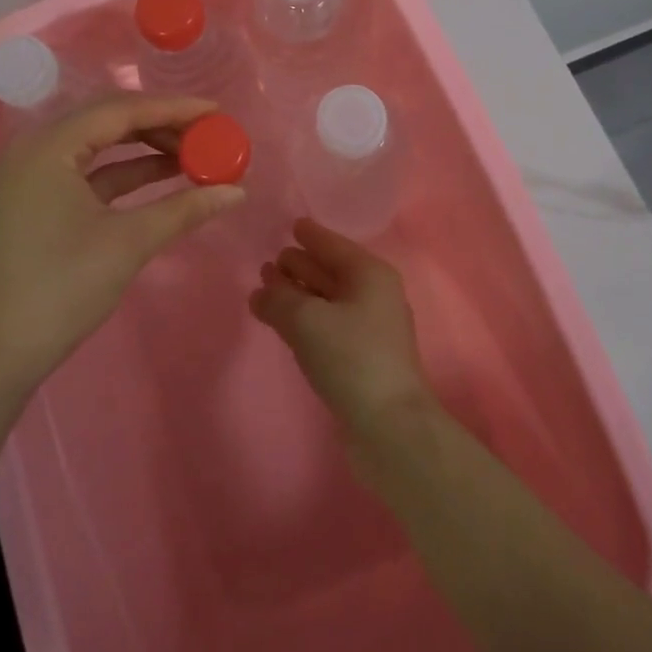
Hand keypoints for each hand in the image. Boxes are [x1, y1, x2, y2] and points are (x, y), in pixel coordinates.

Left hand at [0, 92, 244, 390]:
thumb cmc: (62, 287)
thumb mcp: (129, 242)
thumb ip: (185, 208)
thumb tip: (237, 191)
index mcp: (49, 146)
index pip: (121, 110)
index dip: (172, 108)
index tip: (216, 110)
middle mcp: (37, 148)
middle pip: (110, 120)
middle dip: (162, 125)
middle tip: (207, 133)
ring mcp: (35, 175)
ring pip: (102, 146)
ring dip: (148, 149)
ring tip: (195, 154)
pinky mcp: (41, 201)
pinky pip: (92, 172)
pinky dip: (129, 173)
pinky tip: (167, 177)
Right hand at [250, 219, 436, 436]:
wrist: (389, 427)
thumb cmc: (351, 358)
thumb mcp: (307, 321)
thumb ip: (279, 299)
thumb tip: (261, 292)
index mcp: (369, 274)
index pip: (333, 245)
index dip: (311, 235)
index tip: (292, 225)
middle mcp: (373, 294)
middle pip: (330, 270)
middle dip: (300, 265)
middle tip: (268, 262)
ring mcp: (369, 328)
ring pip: (327, 299)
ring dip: (299, 293)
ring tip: (266, 289)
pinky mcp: (361, 357)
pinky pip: (327, 325)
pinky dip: (305, 319)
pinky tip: (283, 324)